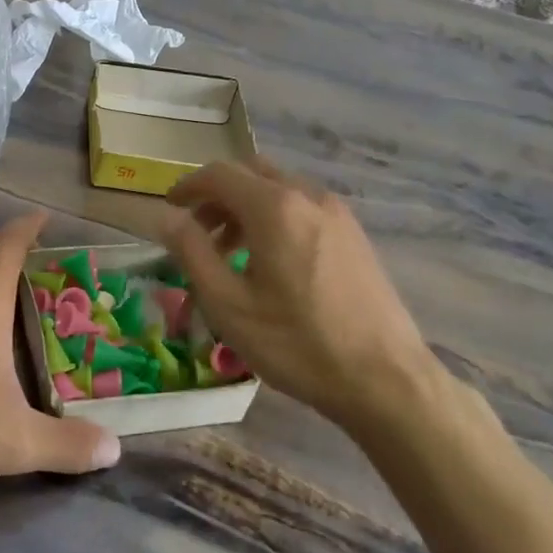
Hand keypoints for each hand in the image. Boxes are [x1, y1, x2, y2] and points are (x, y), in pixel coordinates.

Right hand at [160, 158, 444, 432]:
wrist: (385, 379)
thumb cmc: (297, 343)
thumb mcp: (228, 304)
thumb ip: (192, 252)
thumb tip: (168, 218)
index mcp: (274, 207)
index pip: (220, 174)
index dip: (188, 186)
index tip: (169, 209)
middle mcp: (308, 196)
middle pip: (252, 173)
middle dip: (218, 194)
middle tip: (197, 230)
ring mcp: (337, 214)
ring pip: (280, 189)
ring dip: (246, 207)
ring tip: (230, 253)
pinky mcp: (354, 234)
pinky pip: (303, 207)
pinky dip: (275, 217)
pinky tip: (271, 262)